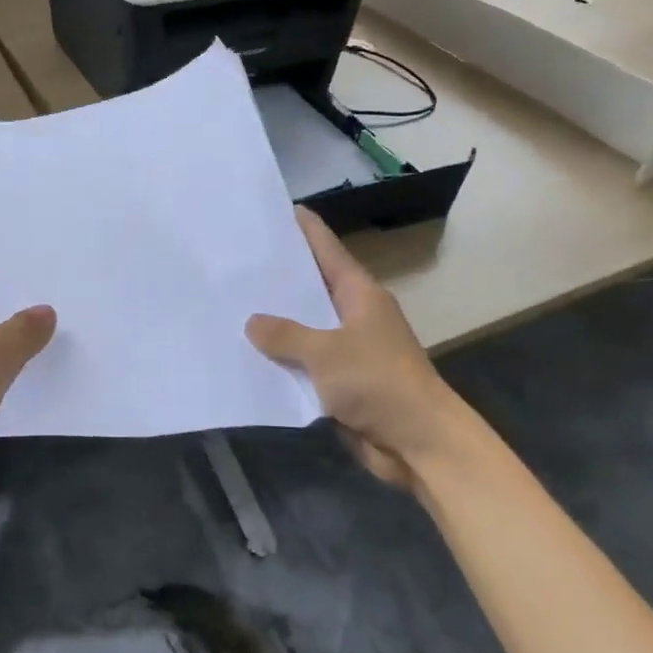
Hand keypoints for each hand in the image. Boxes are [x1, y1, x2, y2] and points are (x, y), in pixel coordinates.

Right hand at [247, 208, 465, 487]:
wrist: (420, 443)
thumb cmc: (378, 382)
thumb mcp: (325, 352)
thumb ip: (285, 334)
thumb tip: (252, 322)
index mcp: (359, 293)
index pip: (327, 248)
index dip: (305, 228)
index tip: (279, 208)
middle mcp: (355, 314)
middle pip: (313, 286)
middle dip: (280, 275)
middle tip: (238, 257)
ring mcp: (350, 348)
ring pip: (306, 326)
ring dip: (277, 321)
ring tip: (233, 303)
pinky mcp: (343, 380)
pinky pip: (306, 361)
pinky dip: (283, 357)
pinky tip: (250, 353)